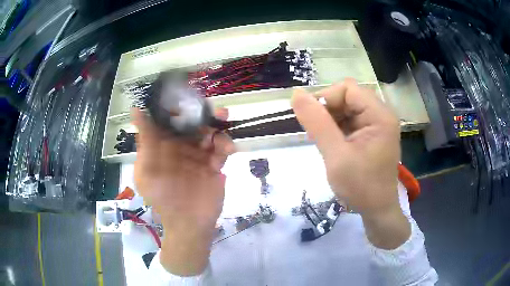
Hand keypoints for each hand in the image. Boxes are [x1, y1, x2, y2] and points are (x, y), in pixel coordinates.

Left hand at [131, 108, 234, 274]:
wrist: (188, 224)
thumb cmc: (163, 198)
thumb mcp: (147, 170)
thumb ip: (145, 141)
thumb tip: (135, 110)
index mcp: (163, 147)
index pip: (169, 121)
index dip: (177, 107)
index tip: (186, 96)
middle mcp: (180, 148)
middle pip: (192, 124)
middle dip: (203, 115)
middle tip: (215, 109)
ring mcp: (198, 157)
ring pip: (209, 134)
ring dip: (217, 126)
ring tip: (224, 120)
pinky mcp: (214, 166)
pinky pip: (221, 150)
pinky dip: (226, 145)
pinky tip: (228, 148)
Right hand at [291, 79, 409, 248]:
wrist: (377, 211)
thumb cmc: (360, 187)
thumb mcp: (336, 155)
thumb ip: (317, 123)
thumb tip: (296, 93)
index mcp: (379, 115)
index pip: (347, 88)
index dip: (326, 99)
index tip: (311, 120)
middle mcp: (381, 114)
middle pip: (348, 96)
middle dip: (328, 110)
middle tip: (316, 133)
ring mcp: (378, 124)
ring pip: (348, 107)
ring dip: (331, 119)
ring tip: (323, 141)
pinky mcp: (372, 134)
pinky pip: (351, 120)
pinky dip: (337, 127)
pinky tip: (332, 143)